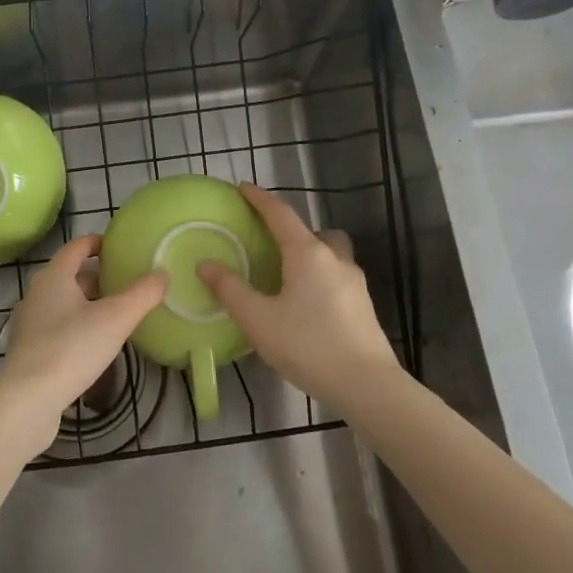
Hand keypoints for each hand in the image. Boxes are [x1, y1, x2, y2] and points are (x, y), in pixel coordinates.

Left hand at [0, 235, 167, 450]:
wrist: (28, 399)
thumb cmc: (72, 348)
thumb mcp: (116, 318)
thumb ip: (142, 294)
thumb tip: (162, 274)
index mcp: (53, 276)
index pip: (76, 247)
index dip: (98, 243)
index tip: (119, 247)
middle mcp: (35, 294)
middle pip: (69, 276)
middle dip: (97, 277)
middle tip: (126, 284)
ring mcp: (28, 323)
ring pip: (62, 303)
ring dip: (87, 304)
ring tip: (116, 315)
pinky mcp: (28, 351)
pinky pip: (56, 328)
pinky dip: (76, 327)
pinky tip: (94, 345)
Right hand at [198, 182, 402, 405]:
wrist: (367, 385)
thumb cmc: (308, 345)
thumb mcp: (258, 319)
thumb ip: (230, 290)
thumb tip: (205, 264)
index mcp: (307, 254)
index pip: (280, 214)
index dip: (260, 199)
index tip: (242, 188)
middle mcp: (334, 259)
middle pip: (313, 231)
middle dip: (292, 230)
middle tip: (269, 243)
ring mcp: (354, 283)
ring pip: (330, 254)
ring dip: (310, 254)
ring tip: (287, 276)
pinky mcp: (363, 306)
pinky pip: (337, 277)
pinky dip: (320, 278)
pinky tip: (306, 305)